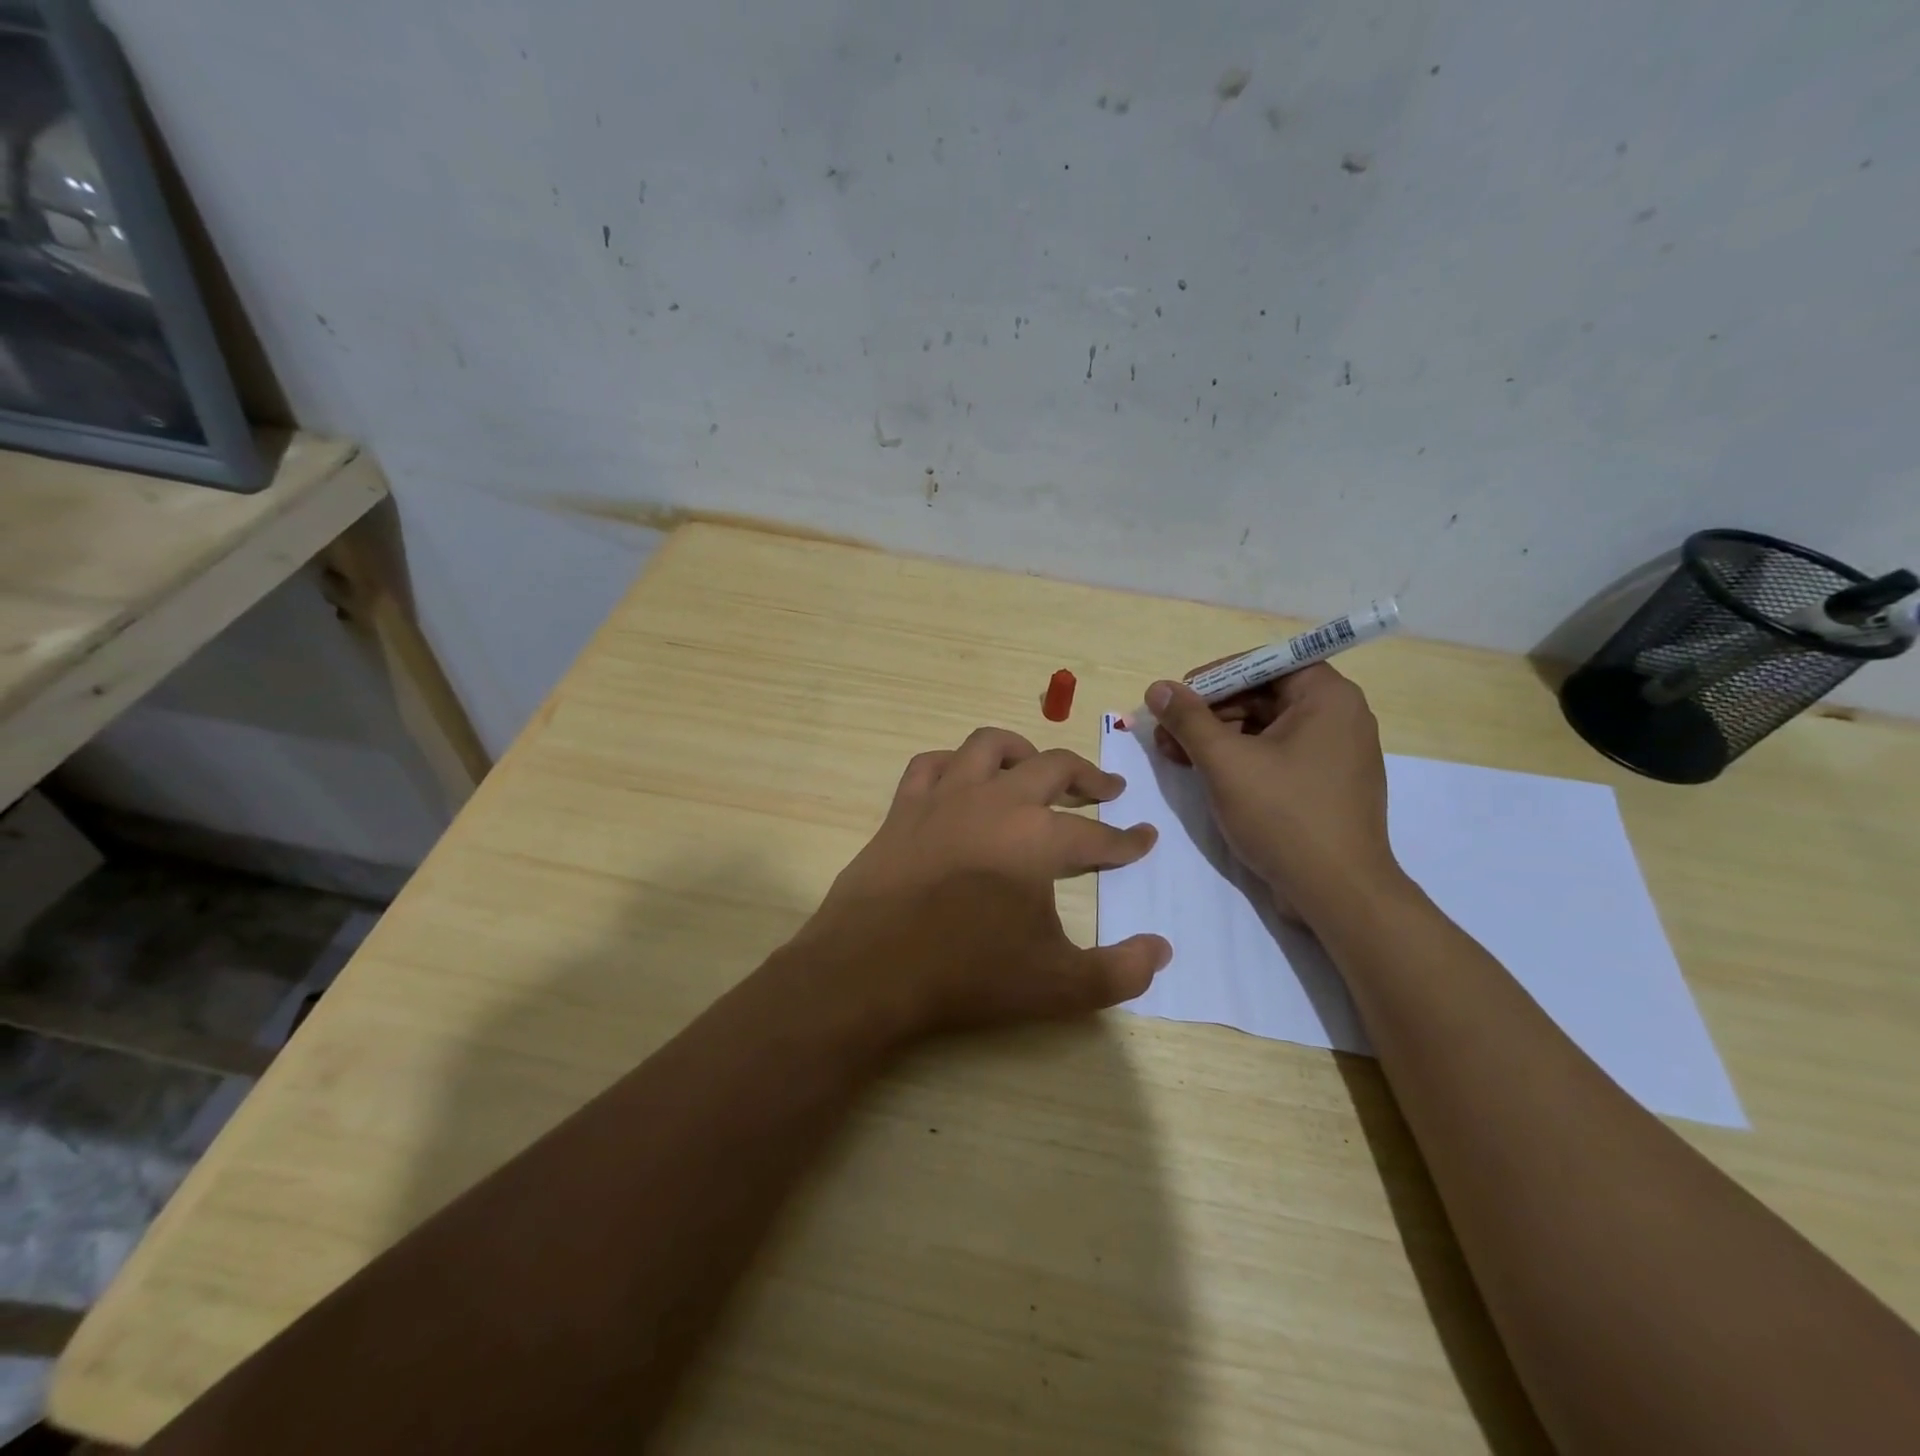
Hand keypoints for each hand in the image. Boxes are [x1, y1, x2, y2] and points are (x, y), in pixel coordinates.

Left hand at [788, 727, 1170, 1039]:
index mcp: (1039, 838)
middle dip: (1089, 778)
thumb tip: (1162, 951)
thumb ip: (1120, 971)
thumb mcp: (1057, 985)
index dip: (1128, 841)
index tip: (1145, 839)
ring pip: (989, 746)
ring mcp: (946, 797)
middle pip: (1054, 768)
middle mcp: (997, 802)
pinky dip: (953, 764)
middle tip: (1107, 791)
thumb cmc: (968, 974)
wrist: (872, 969)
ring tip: (1037, 767)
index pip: (1098, 836)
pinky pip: (931, 764)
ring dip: (1022, 750)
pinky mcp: (905, 806)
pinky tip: (961, 778)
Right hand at [1146, 664, 1401, 927]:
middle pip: (1263, 695)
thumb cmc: (1284, 815)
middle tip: (1166, 733)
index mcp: (1327, 697)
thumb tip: (1158, 688)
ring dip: (1218, 737)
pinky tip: (1205, 774)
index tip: (1178, 698)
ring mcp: (1334, 753)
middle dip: (1210, 712)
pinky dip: (1240, 760)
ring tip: (1175, 755)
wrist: (1338, 892)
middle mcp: (1338, 716)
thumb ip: (1189, 720)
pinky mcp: (1325, 784)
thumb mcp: (1226, 762)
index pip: (1265, 664)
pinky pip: (1277, 755)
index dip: (1216, 677)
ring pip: (1266, 728)